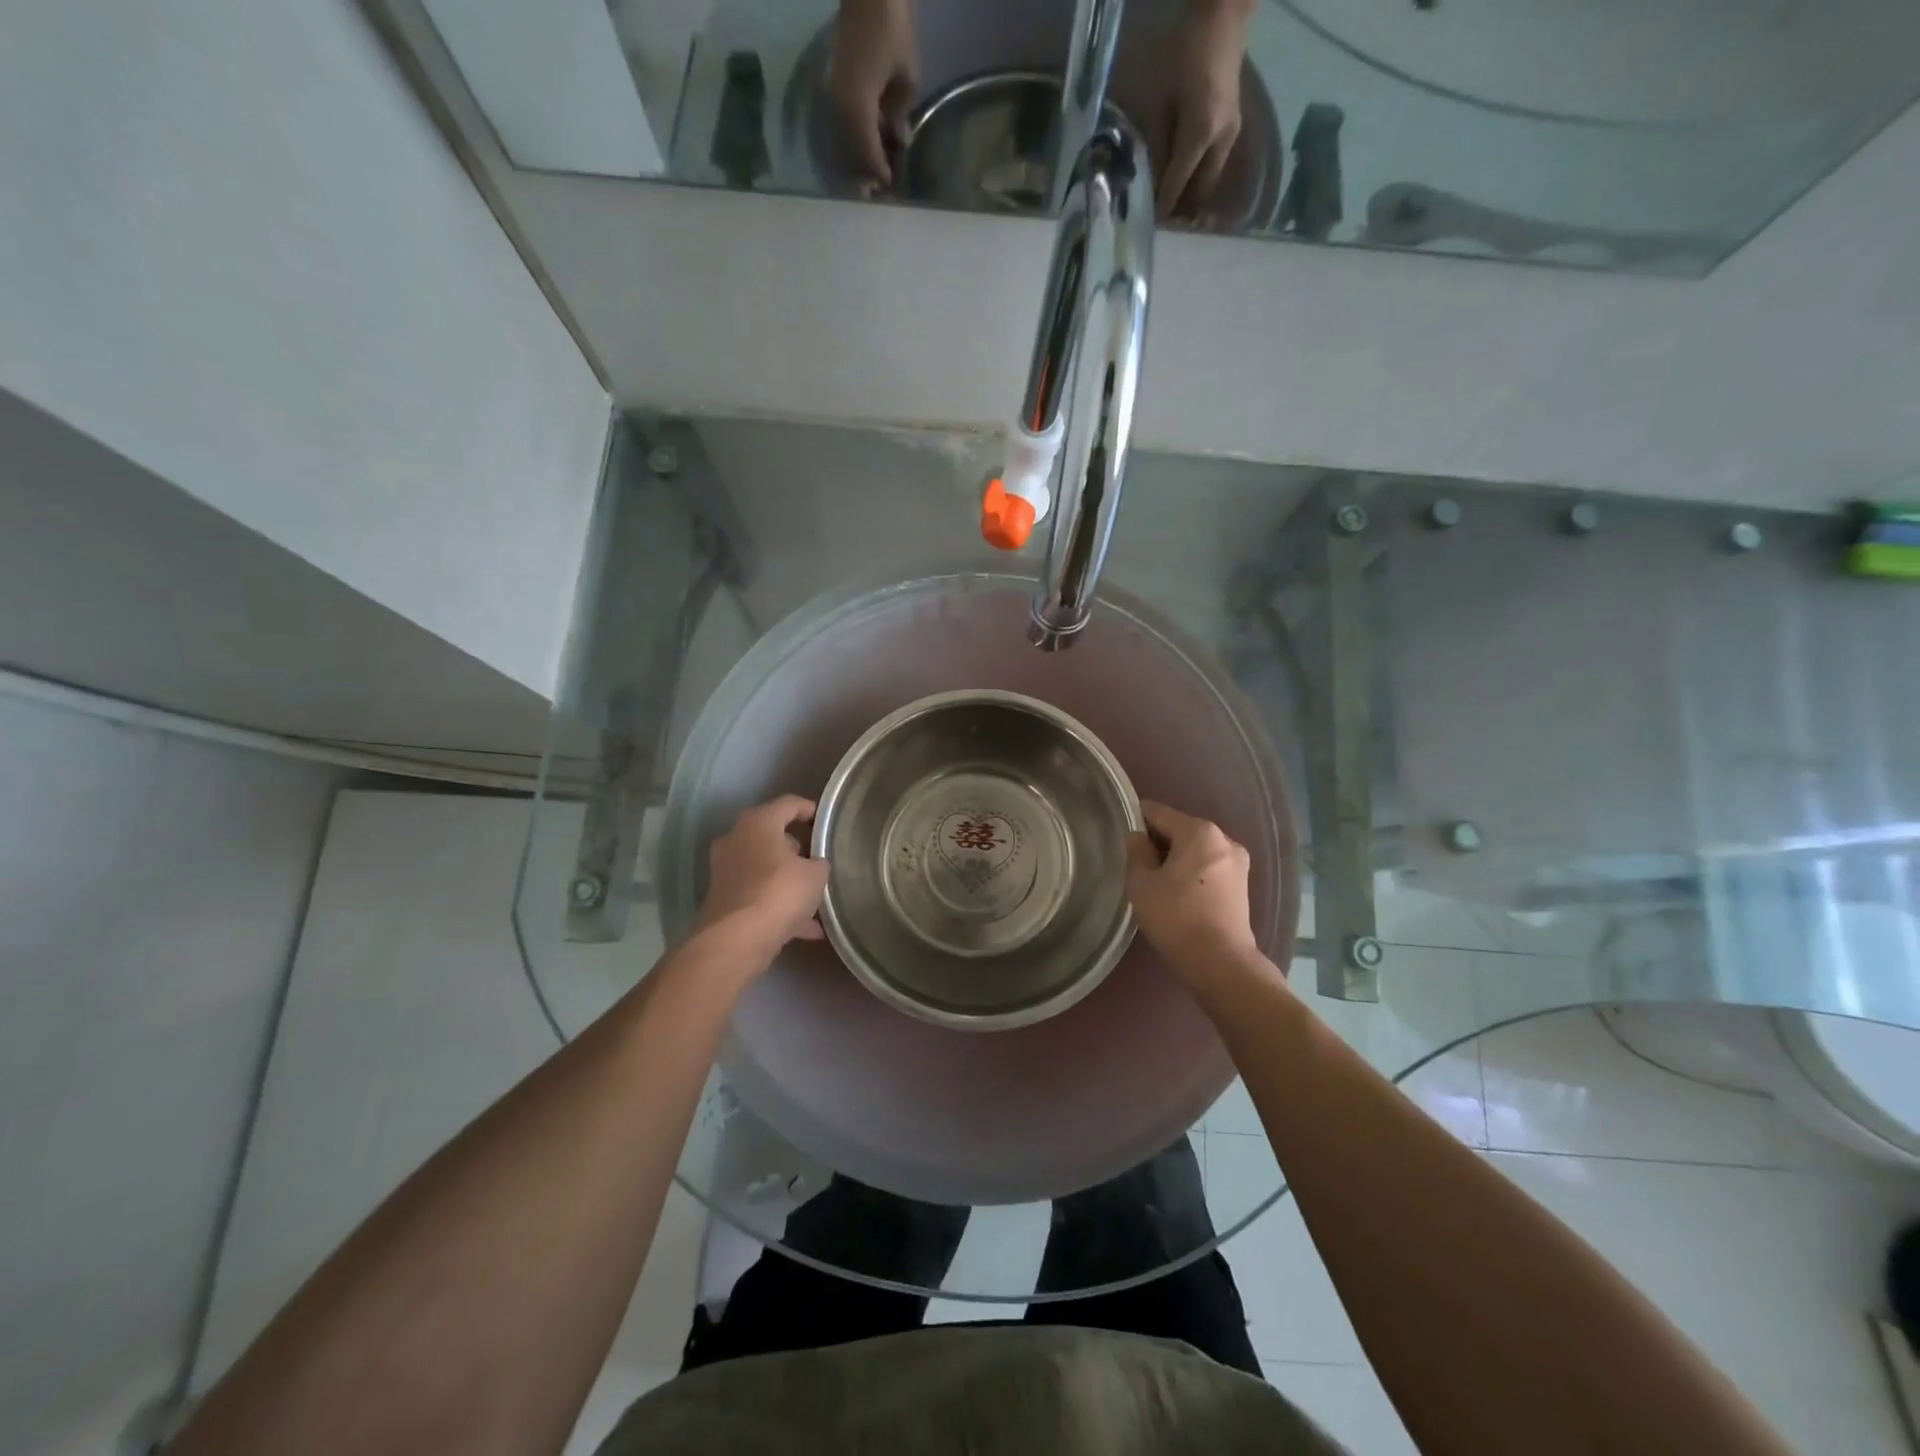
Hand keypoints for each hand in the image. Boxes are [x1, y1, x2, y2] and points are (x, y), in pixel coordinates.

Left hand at [695, 796, 830, 958]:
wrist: (736, 940)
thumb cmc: (779, 892)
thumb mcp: (816, 874)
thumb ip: (819, 863)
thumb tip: (815, 865)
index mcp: (758, 823)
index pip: (789, 804)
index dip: (810, 809)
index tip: (825, 821)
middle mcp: (736, 840)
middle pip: (772, 836)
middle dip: (796, 849)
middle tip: (819, 860)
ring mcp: (726, 871)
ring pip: (764, 869)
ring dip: (787, 880)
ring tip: (815, 897)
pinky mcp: (724, 900)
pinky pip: (759, 895)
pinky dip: (779, 906)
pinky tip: (807, 928)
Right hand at [828, 0, 917, 191]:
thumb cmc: (891, 28)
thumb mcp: (905, 75)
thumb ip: (900, 113)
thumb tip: (899, 141)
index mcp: (858, 108)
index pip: (868, 155)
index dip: (879, 173)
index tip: (890, 186)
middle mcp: (839, 108)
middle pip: (851, 154)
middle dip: (866, 174)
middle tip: (880, 191)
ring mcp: (832, 97)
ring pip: (844, 143)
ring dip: (858, 159)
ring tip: (873, 174)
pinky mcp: (831, 87)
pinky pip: (842, 125)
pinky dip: (855, 140)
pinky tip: (868, 145)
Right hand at [1125, 800, 1260, 986]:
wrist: (1221, 962)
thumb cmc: (1176, 917)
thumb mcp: (1142, 883)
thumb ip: (1136, 852)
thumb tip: (1137, 837)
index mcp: (1199, 831)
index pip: (1158, 812)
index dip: (1136, 820)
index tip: (1120, 834)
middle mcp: (1224, 839)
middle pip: (1180, 829)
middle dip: (1158, 841)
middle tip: (1135, 863)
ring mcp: (1238, 863)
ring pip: (1196, 850)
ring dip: (1175, 858)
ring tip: (1155, 881)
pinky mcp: (1242, 886)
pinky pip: (1209, 867)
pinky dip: (1192, 873)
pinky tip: (1178, 893)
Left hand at [1155, 0, 1252, 220]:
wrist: (1224, 13)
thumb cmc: (1185, 50)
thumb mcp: (1162, 99)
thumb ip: (1158, 143)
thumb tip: (1152, 178)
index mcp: (1200, 134)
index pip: (1177, 183)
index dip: (1162, 206)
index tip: (1149, 223)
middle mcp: (1220, 141)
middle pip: (1200, 191)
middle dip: (1181, 210)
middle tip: (1160, 221)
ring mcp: (1231, 134)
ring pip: (1209, 181)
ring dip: (1192, 197)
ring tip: (1171, 208)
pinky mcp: (1234, 127)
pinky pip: (1214, 165)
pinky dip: (1199, 178)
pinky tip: (1184, 182)